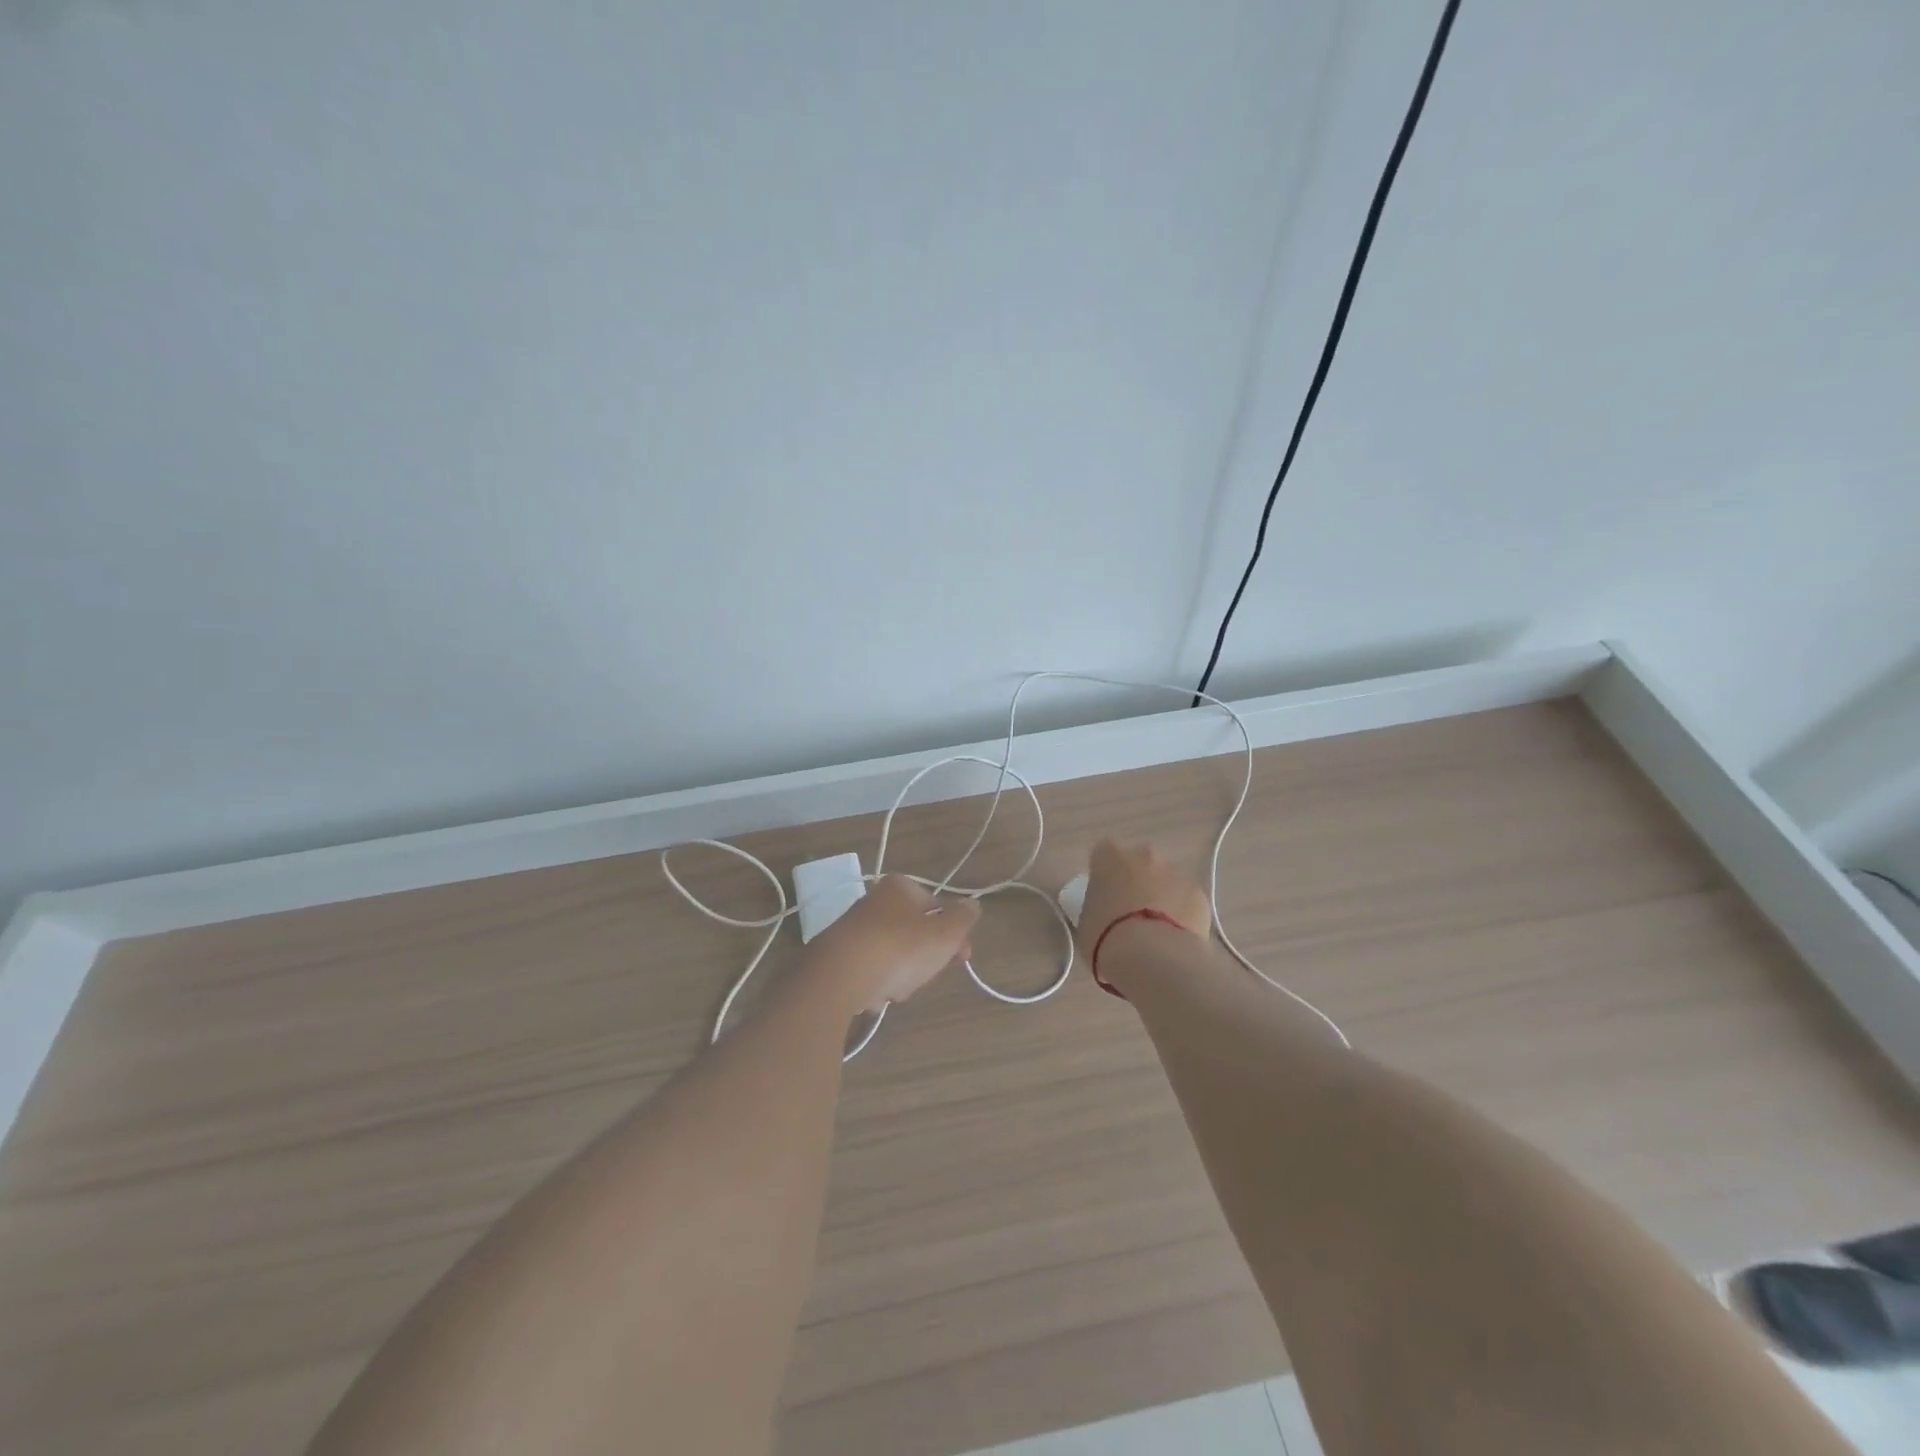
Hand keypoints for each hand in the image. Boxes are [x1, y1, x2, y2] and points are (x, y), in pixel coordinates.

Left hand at [806, 876, 980, 1014]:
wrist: (839, 976)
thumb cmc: (900, 948)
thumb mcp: (946, 933)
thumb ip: (964, 917)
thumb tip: (971, 905)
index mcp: (900, 886)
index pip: (937, 907)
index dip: (954, 933)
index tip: (962, 956)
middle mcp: (875, 900)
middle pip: (915, 932)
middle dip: (927, 956)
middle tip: (929, 975)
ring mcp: (854, 928)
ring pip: (894, 954)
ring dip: (903, 973)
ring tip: (900, 987)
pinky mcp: (838, 956)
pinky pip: (871, 970)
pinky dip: (878, 983)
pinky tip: (877, 995)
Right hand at [1076, 840, 1211, 960]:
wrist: (1153, 957)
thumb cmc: (1107, 938)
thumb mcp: (1086, 920)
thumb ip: (1097, 904)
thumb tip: (1107, 907)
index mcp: (1110, 857)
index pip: (1104, 854)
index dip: (1105, 874)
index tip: (1104, 895)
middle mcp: (1144, 855)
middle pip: (1140, 862)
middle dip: (1137, 880)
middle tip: (1131, 912)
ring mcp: (1176, 872)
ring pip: (1167, 879)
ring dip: (1162, 896)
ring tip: (1157, 930)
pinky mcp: (1199, 894)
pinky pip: (1187, 900)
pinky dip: (1183, 913)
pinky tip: (1176, 937)